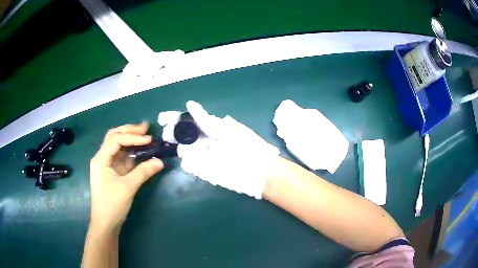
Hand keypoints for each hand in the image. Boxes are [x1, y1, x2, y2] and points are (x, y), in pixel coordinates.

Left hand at [89, 122, 163, 233]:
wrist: (105, 223)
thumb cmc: (112, 205)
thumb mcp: (128, 188)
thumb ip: (143, 172)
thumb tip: (160, 162)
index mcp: (100, 159)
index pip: (116, 140)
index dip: (133, 137)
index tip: (149, 139)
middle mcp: (101, 158)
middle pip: (114, 137)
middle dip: (129, 131)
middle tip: (146, 128)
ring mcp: (106, 164)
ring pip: (117, 145)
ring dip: (130, 139)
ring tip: (144, 134)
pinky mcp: (111, 171)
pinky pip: (121, 157)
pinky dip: (130, 151)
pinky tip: (140, 150)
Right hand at [158, 101, 279, 198]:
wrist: (257, 171)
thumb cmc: (245, 146)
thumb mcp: (226, 130)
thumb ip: (205, 120)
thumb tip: (189, 104)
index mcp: (210, 128)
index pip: (189, 121)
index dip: (175, 118)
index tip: (162, 118)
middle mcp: (204, 141)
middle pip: (184, 135)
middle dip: (173, 133)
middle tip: (167, 133)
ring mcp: (203, 156)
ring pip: (185, 149)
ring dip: (178, 146)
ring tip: (176, 145)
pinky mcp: (204, 171)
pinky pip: (191, 165)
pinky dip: (187, 162)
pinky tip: (185, 158)